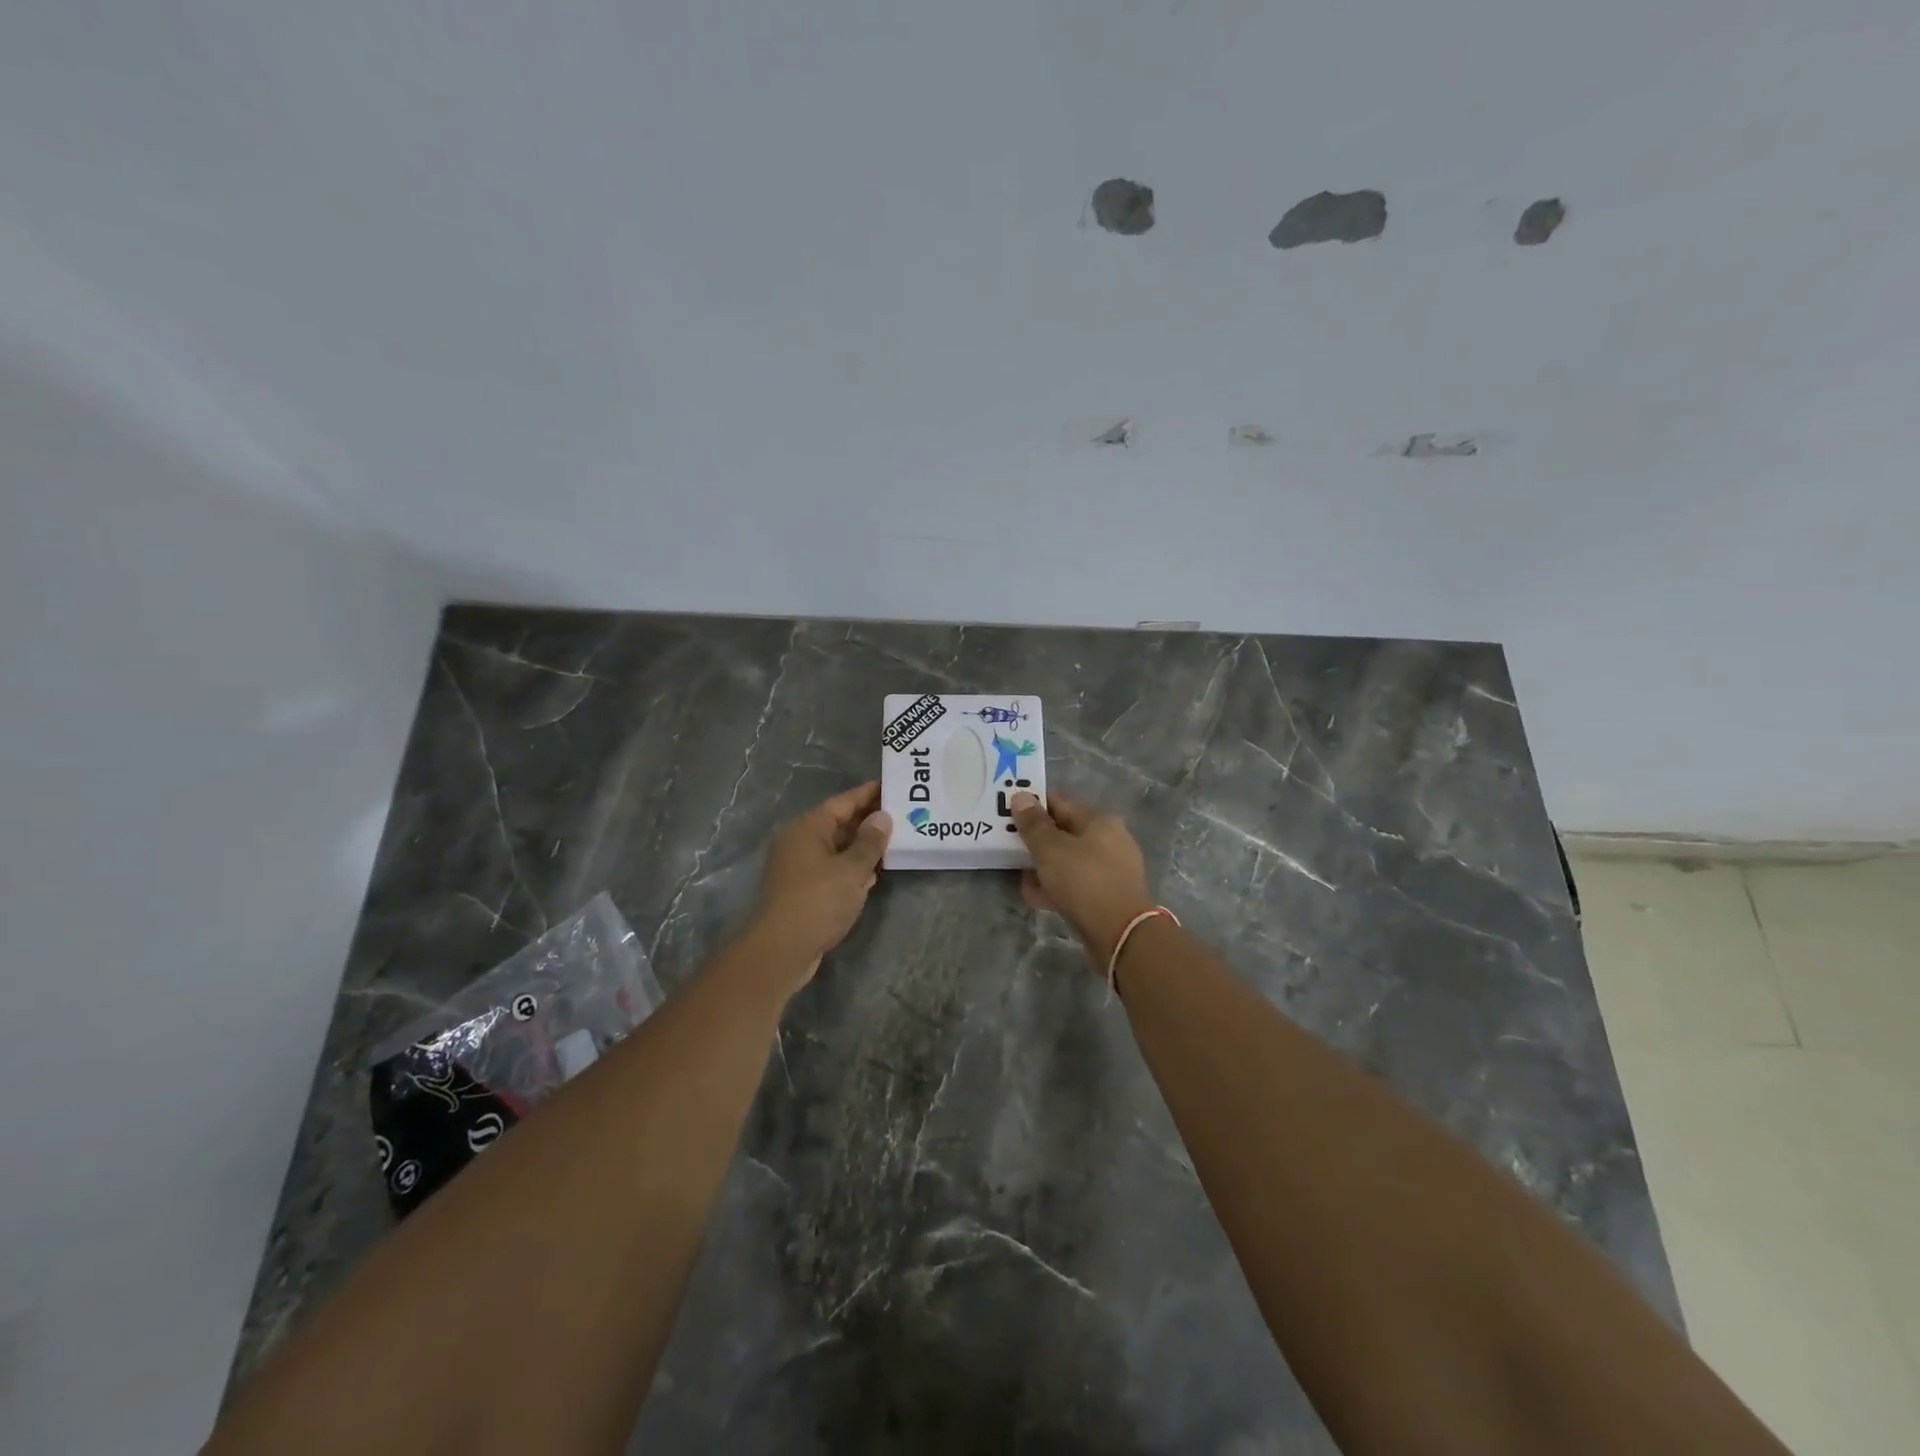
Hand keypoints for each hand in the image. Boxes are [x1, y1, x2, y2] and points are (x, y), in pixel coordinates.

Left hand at [748, 781, 891, 982]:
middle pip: (839, 823)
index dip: (869, 794)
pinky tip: (873, 873)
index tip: (893, 786)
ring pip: (836, 848)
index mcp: (808, 827)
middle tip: (902, 814)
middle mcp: (799, 841)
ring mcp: (798, 866)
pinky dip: (851, 867)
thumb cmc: (818, 901)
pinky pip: (831, 868)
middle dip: (868, 821)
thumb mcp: (852, 869)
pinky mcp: (801, 889)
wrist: (781, 950)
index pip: (843, 802)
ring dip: (862, 846)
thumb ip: (870, 841)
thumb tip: (882, 816)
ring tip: (895, 841)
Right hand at [1010, 790, 1155, 973]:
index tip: (1006, 814)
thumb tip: (1021, 796)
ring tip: (1020, 877)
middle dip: (1035, 841)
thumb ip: (1033, 824)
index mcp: (1099, 821)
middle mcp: (1108, 840)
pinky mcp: (1106, 895)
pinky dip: (1055, 887)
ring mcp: (1109, 869)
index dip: (1031, 806)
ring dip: (1042, 867)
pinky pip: (1074, 883)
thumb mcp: (1051, 850)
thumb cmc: (1084, 882)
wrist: (1121, 936)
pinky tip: (1036, 897)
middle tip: (1007, 847)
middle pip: (1063, 832)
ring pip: (1067, 860)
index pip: (1059, 802)